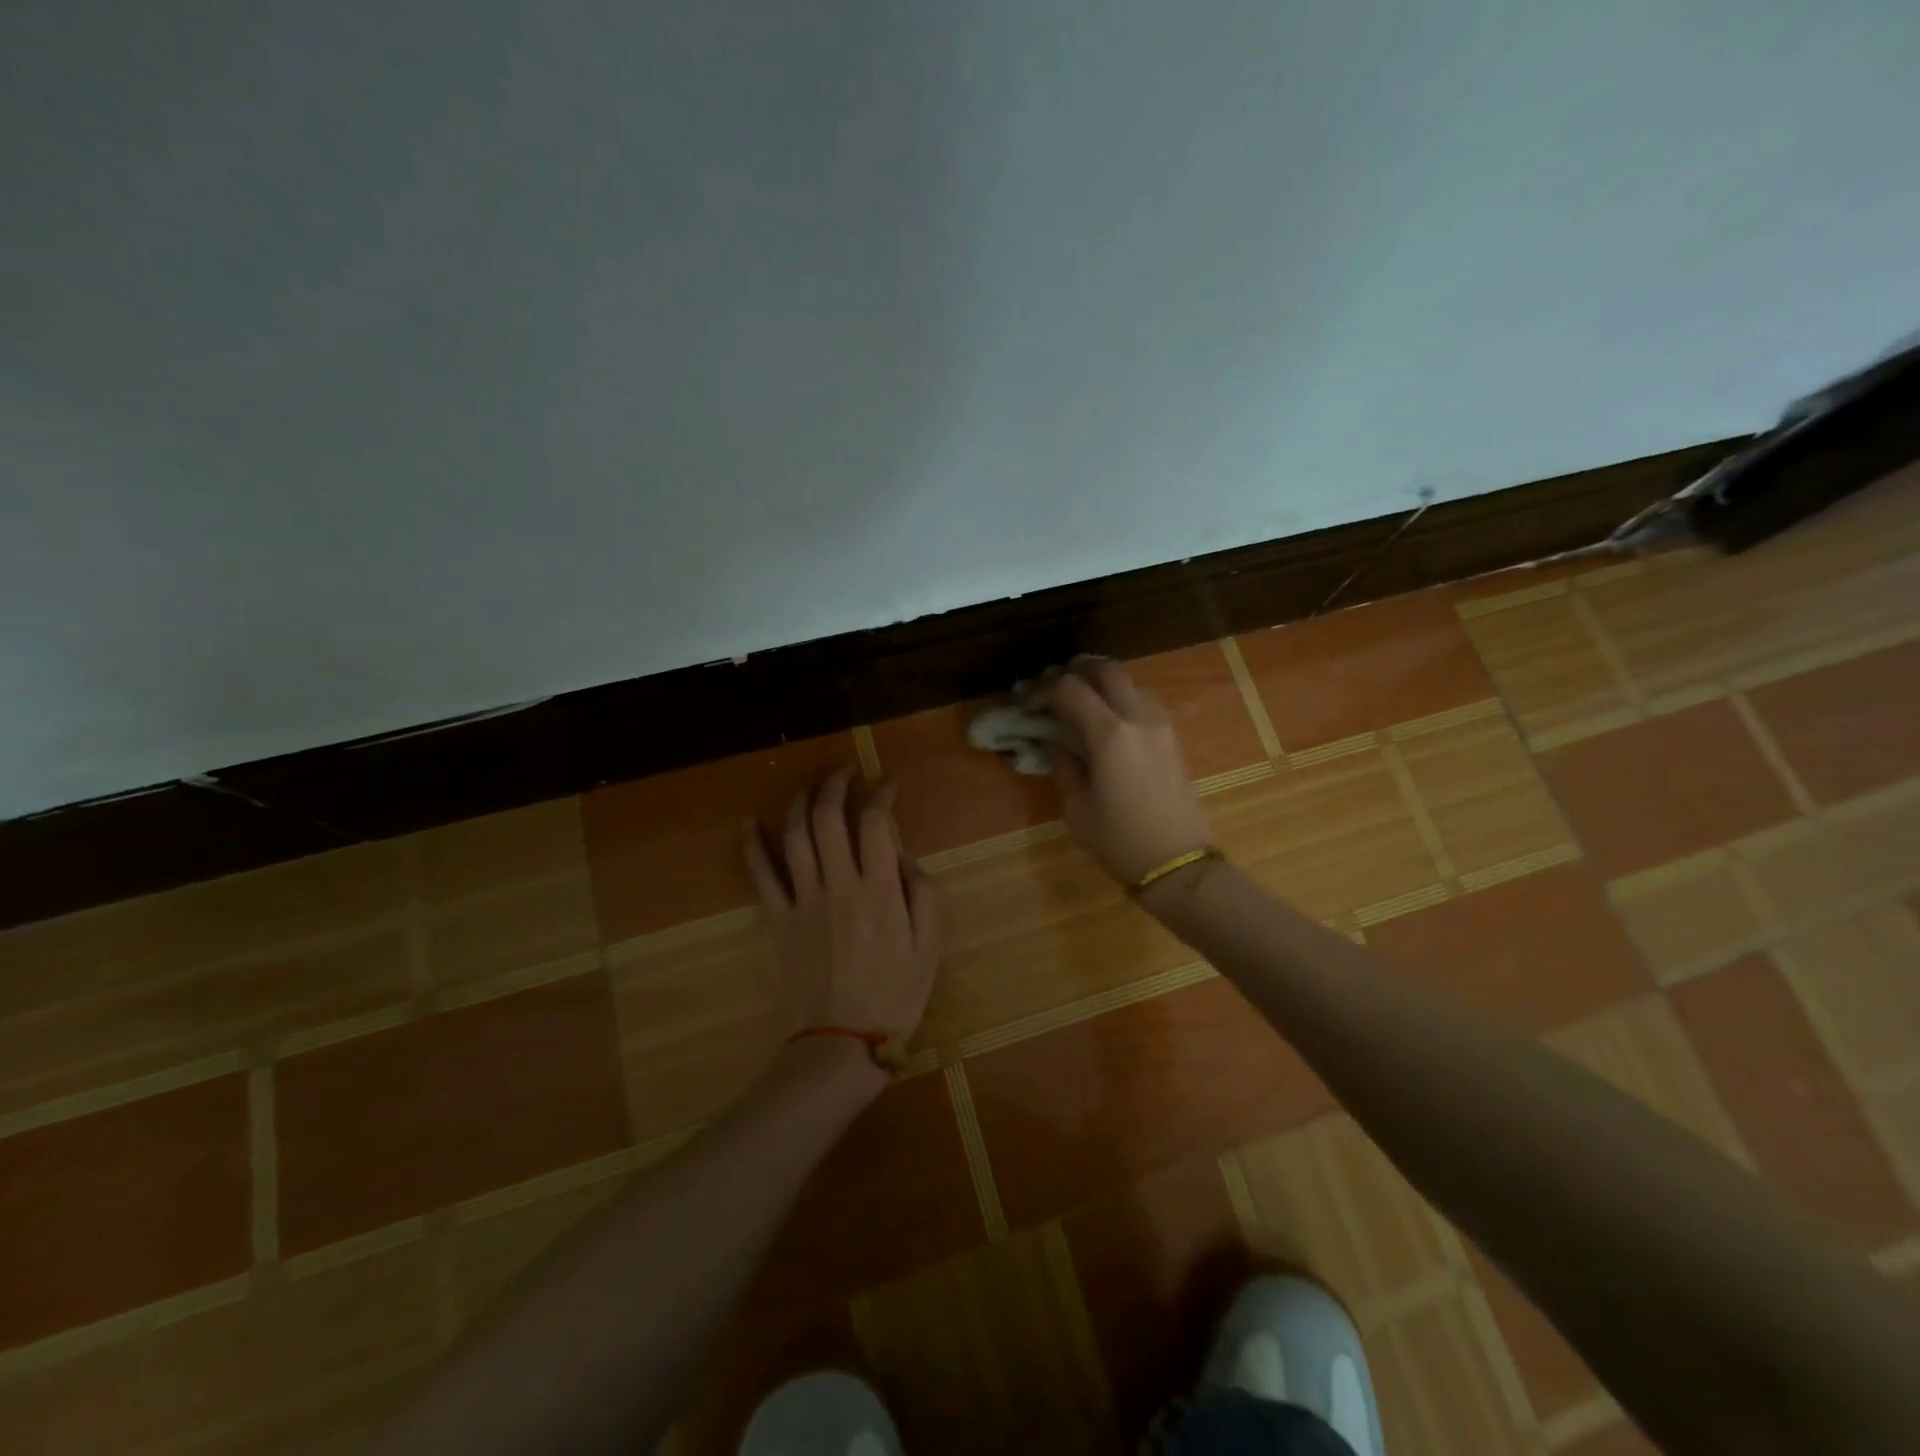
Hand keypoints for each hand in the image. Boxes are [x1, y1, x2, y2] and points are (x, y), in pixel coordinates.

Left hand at [745, 767, 938, 1043]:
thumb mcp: (930, 948)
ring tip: (809, 785)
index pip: (875, 823)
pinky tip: (750, 823)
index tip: (886, 784)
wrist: (840, 1043)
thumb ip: (922, 894)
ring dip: (800, 802)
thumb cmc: (894, 997)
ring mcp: (802, 900)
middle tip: (844, 771)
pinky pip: (760, 875)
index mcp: (879, 890)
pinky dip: (753, 845)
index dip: (880, 794)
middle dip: (835, 784)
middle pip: (828, 818)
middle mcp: (838, 884)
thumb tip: (903, 857)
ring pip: (794, 836)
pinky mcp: (776, 920)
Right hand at [1034, 657, 1212, 885]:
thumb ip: (1063, 768)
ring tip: (1082, 700)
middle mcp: (1138, 718)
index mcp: (1109, 734)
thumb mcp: (1077, 809)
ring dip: (1103, 683)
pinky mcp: (1173, 739)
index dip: (1043, 692)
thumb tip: (1056, 745)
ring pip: (1130, 683)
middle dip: (1077, 671)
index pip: (1070, 690)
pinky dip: (1122, 699)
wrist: (1179, 864)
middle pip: (1107, 671)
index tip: (1028, 706)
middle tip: (1055, 684)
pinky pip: (1145, 702)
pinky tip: (1108, 720)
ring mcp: (1161, 726)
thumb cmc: (1121, 840)